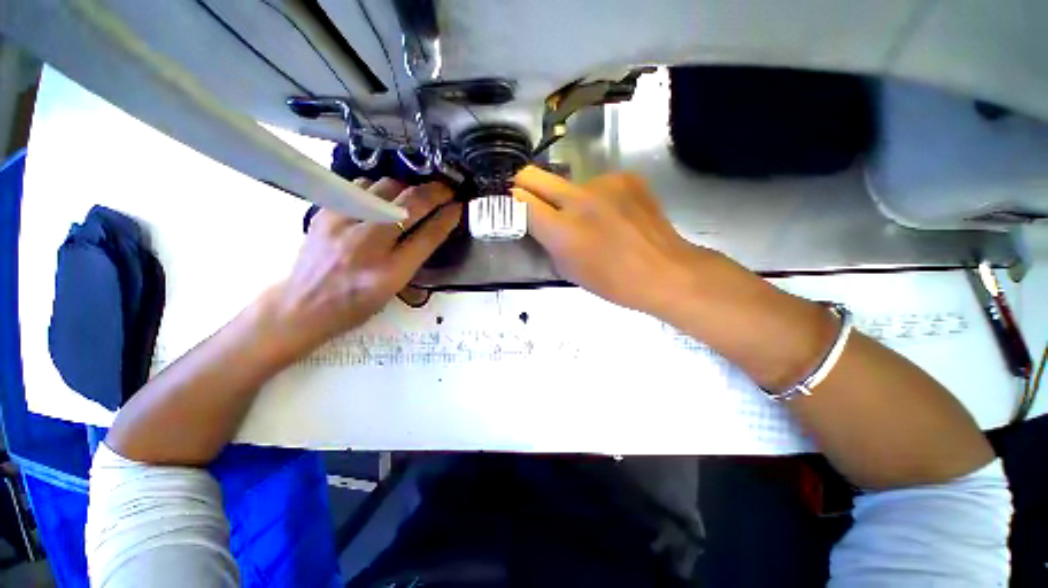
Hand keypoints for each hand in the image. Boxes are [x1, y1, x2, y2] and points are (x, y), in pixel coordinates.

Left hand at [269, 178, 461, 352]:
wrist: (304, 306)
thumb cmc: (357, 304)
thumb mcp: (394, 289)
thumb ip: (415, 257)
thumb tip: (435, 226)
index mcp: (389, 272)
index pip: (427, 236)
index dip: (447, 217)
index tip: (459, 205)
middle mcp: (366, 244)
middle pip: (408, 204)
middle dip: (434, 192)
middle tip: (446, 191)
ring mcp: (342, 223)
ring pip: (384, 188)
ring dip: (407, 189)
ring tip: (414, 197)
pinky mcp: (325, 212)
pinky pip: (360, 187)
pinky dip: (379, 189)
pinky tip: (382, 199)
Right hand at [513, 166, 712, 316]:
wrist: (664, 270)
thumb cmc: (612, 281)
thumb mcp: (568, 270)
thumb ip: (546, 242)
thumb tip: (536, 222)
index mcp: (562, 230)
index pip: (519, 201)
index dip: (511, 203)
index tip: (512, 208)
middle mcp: (578, 199)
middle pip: (533, 175)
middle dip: (525, 186)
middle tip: (532, 202)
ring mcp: (604, 183)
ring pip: (569, 183)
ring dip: (570, 199)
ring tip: (591, 220)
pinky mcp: (626, 177)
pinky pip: (598, 183)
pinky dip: (597, 197)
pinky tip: (614, 215)